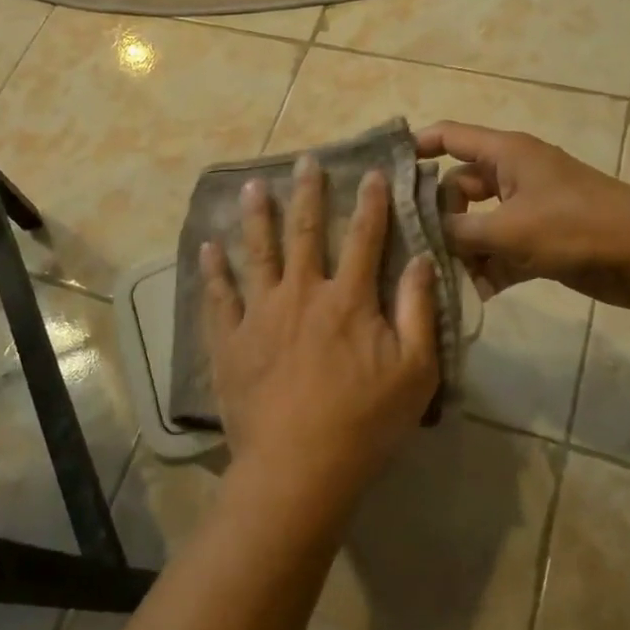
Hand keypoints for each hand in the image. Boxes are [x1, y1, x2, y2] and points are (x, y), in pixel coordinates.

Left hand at [200, 156, 439, 518]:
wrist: (298, 468)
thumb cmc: (365, 422)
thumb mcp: (415, 371)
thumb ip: (419, 311)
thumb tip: (422, 260)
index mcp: (348, 299)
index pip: (364, 238)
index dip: (371, 203)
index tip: (372, 171)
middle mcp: (302, 293)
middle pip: (305, 232)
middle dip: (307, 193)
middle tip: (305, 160)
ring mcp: (260, 314)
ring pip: (257, 253)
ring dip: (256, 217)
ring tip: (252, 187)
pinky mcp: (230, 340)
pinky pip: (219, 297)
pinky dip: (212, 271)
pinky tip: (206, 248)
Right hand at [415, 121, 629, 308]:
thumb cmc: (576, 227)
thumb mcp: (508, 229)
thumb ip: (459, 232)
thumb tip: (425, 236)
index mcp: (504, 154)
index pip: (448, 137)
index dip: (415, 147)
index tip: (382, 171)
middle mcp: (511, 176)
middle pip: (457, 187)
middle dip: (436, 216)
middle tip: (409, 245)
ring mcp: (526, 210)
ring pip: (476, 224)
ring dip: (461, 250)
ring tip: (438, 277)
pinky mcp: (539, 241)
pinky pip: (499, 251)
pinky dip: (486, 270)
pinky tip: (471, 296)